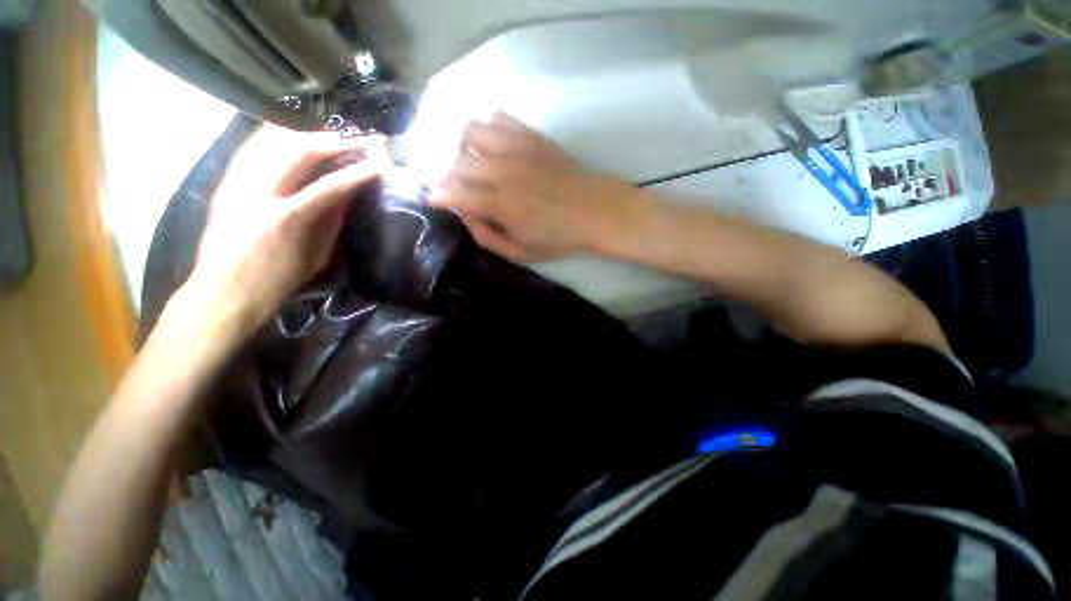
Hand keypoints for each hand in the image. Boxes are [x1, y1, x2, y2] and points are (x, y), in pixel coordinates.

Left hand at [187, 126, 390, 330]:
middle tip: (358, 140)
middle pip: (299, 151)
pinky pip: (252, 148)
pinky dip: (276, 137)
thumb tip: (348, 194)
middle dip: (334, 142)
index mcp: (288, 218)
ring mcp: (237, 183)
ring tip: (331, 136)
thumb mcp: (316, 255)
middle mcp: (258, 192)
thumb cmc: (278, 280)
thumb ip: (332, 221)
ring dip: (307, 135)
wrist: (224, 290)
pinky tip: (292, 135)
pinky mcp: (225, 182)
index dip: (359, 171)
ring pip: (272, 141)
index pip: (331, 185)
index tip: (380, 163)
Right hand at [428, 112, 632, 260]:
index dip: (438, 196)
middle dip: (449, 177)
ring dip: (465, 149)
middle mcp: (503, 170)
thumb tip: (465, 215)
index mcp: (501, 204)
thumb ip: (487, 236)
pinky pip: (497, 119)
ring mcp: (518, 148)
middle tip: (459, 190)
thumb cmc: (560, 238)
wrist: (597, 212)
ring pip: (470, 131)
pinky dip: (489, 132)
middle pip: (457, 161)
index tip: (434, 200)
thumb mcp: (521, 252)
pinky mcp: (532, 136)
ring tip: (476, 165)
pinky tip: (498, 149)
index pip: (454, 193)